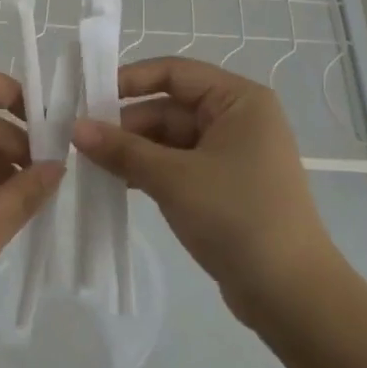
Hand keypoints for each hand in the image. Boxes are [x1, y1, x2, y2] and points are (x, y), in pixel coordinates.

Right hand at [72, 57, 343, 322]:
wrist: (290, 294)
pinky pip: (178, 166)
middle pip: (170, 107)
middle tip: (79, 140)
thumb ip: (122, 149)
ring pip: (170, 139)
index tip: (88, 97)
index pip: (174, 73)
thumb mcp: (173, 178)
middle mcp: (237, 119)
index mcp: (238, 100)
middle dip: (126, 124)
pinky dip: (149, 171)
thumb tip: (76, 128)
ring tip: (89, 163)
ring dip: (133, 150)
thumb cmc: (237, 217)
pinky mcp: (224, 187)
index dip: (130, 80)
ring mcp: (232, 155)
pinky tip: (116, 182)